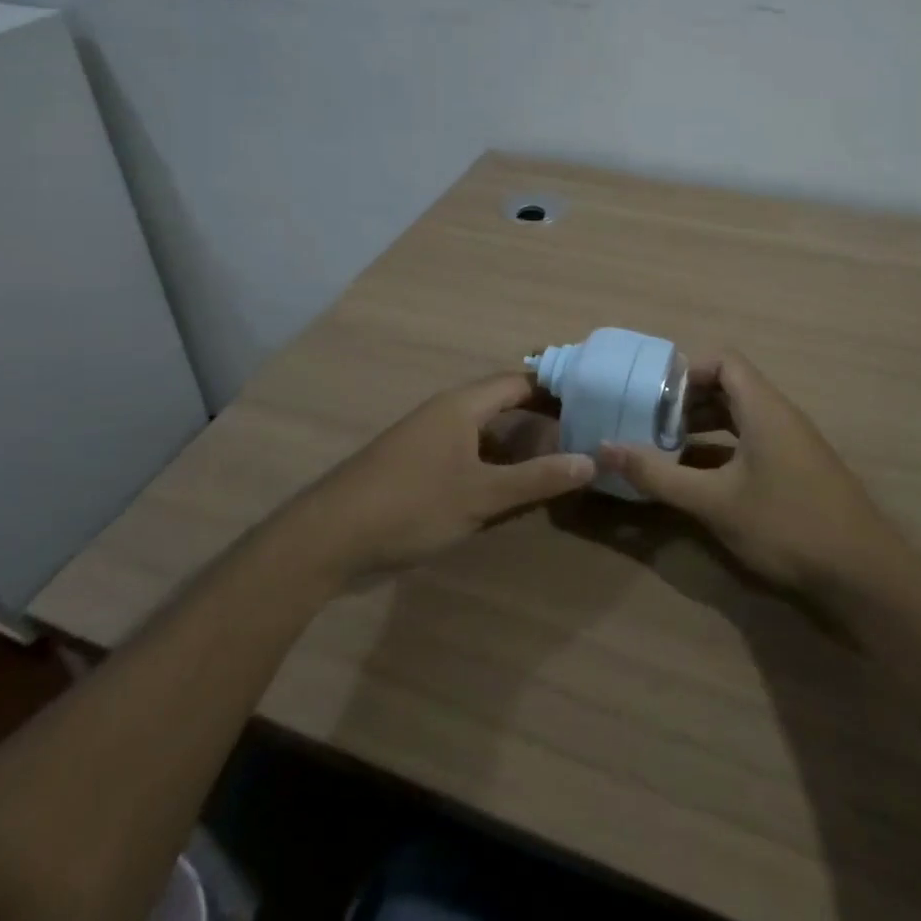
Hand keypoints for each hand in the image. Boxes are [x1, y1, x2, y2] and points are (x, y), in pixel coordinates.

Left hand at [277, 372, 594, 583]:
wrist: (330, 538)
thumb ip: (536, 479)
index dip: (554, 388)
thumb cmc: (412, 504)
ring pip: (483, 433)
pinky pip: (466, 454)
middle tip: (581, 431)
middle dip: (539, 417)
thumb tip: (591, 461)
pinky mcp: (416, 467)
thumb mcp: (481, 495)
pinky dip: (493, 464)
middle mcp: (445, 413)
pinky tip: (509, 489)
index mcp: (461, 406)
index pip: (518, 382)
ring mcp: (427, 440)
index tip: (590, 398)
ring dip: (516, 444)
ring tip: (556, 460)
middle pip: (501, 403)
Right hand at [598, 351, 892, 591]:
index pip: (723, 361)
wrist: (865, 576)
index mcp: (764, 407)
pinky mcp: (797, 469)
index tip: (653, 395)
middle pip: (730, 386)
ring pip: (741, 416)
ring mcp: (792, 443)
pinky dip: (723, 448)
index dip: (686, 370)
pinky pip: (752, 441)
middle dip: (687, 400)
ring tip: (666, 446)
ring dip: (704, 425)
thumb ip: (658, 474)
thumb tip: (605, 448)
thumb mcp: (714, 501)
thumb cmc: (786, 525)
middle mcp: (780, 415)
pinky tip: (699, 477)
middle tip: (650, 421)